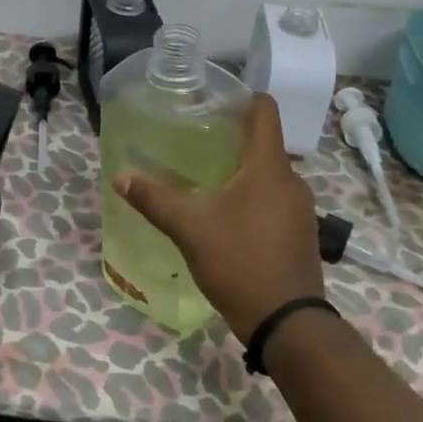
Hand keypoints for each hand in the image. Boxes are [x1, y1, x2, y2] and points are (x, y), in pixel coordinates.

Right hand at [113, 94, 323, 339]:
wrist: (287, 323)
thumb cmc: (239, 261)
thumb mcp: (189, 227)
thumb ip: (154, 198)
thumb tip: (121, 177)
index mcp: (269, 167)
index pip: (265, 111)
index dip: (241, 98)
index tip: (213, 101)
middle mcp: (291, 180)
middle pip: (264, 143)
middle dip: (232, 138)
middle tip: (197, 143)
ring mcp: (300, 209)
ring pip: (268, 175)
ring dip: (242, 172)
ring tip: (207, 179)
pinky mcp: (301, 234)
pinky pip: (275, 200)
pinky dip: (253, 197)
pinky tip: (227, 216)